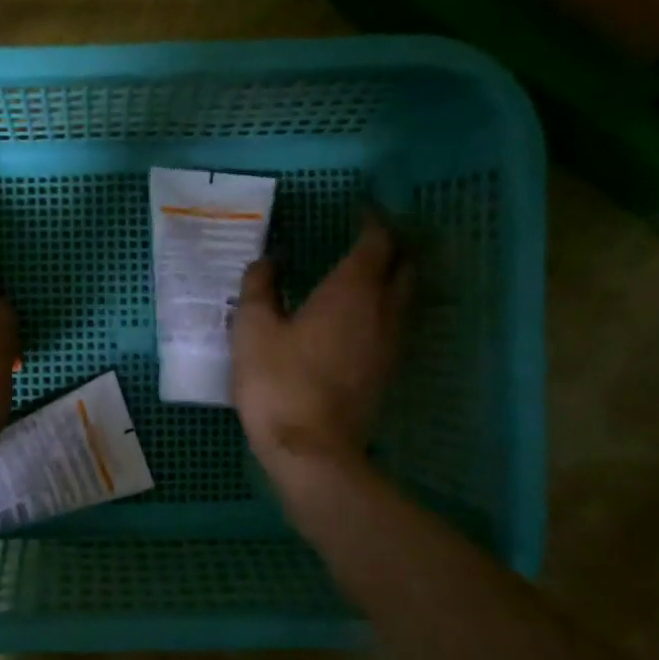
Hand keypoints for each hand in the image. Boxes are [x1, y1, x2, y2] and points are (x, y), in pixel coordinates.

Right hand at [232, 217, 412, 478]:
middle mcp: (383, 310)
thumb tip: (269, 260)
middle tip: (366, 237)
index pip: (377, 241)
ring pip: (406, 296)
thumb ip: (260, 286)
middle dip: (391, 245)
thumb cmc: (278, 381)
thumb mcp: (252, 328)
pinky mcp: (388, 371)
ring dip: (393, 276)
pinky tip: (360, 317)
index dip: (372, 220)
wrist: (311, 449)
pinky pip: (397, 324)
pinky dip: (386, 307)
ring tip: (365, 272)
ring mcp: (392, 343)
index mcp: (352, 291)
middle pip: (404, 265)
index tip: (359, 210)